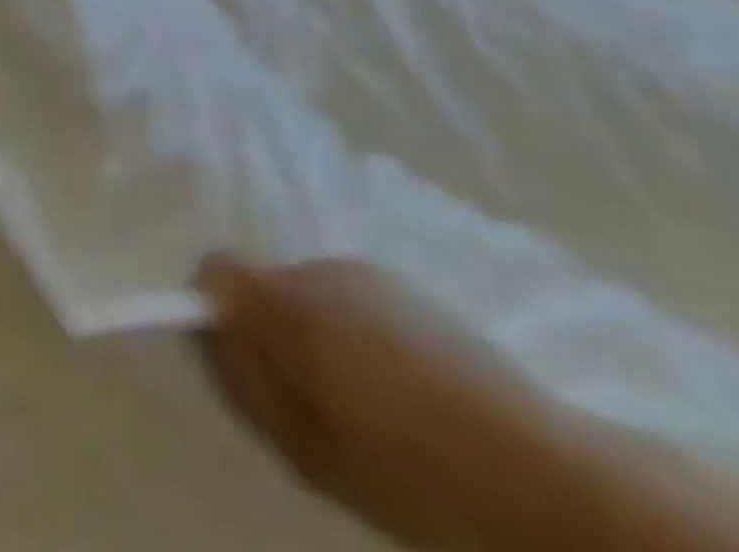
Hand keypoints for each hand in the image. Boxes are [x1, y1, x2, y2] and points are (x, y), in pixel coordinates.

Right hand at [197, 257, 569, 550]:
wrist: (528, 465)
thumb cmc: (403, 469)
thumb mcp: (304, 447)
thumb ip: (244, 378)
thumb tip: (209, 330)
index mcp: (284, 306)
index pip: (216, 269)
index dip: (214, 307)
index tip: (237, 358)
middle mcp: (316, 270)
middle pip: (265, 285)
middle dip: (273, 330)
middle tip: (310, 402)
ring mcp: (365, 273)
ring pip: (311, 294)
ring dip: (317, 334)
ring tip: (364, 403)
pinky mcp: (404, 285)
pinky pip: (352, 300)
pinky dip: (355, 333)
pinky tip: (400, 390)